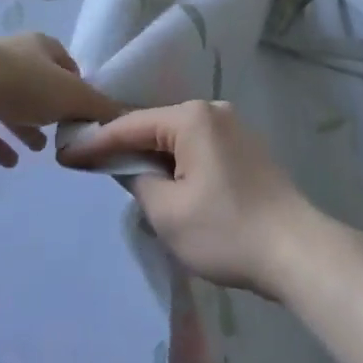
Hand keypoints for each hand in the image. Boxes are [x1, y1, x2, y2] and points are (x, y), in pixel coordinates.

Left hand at [0, 34, 126, 167]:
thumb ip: (98, 107)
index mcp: (40, 46)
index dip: (77, 85)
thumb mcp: (71, 96)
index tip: (84, 110)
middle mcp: (12, 55)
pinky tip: (8, 162)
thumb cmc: (24, 83)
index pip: (65, 62)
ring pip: (10, 103)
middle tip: (61, 133)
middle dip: (50, 109)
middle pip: (38, 83)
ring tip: (38, 150)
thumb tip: (124, 115)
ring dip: (24, 126)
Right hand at [58, 101, 318, 297]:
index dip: (96, 142)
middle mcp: (213, 111)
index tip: (65, 155)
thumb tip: (134, 170)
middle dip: (124, 146)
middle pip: (156, 126)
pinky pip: (199, 147)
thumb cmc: (226, 231)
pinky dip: (177, 161)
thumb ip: (139, 182)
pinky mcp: (246, 149)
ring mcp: (234, 128)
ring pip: (178, 138)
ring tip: (120, 171)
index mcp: (192, 118)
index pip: (131, 125)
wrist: (297, 251)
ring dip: (152, 156)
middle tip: (88, 161)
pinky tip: (164, 179)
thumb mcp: (168, 213)